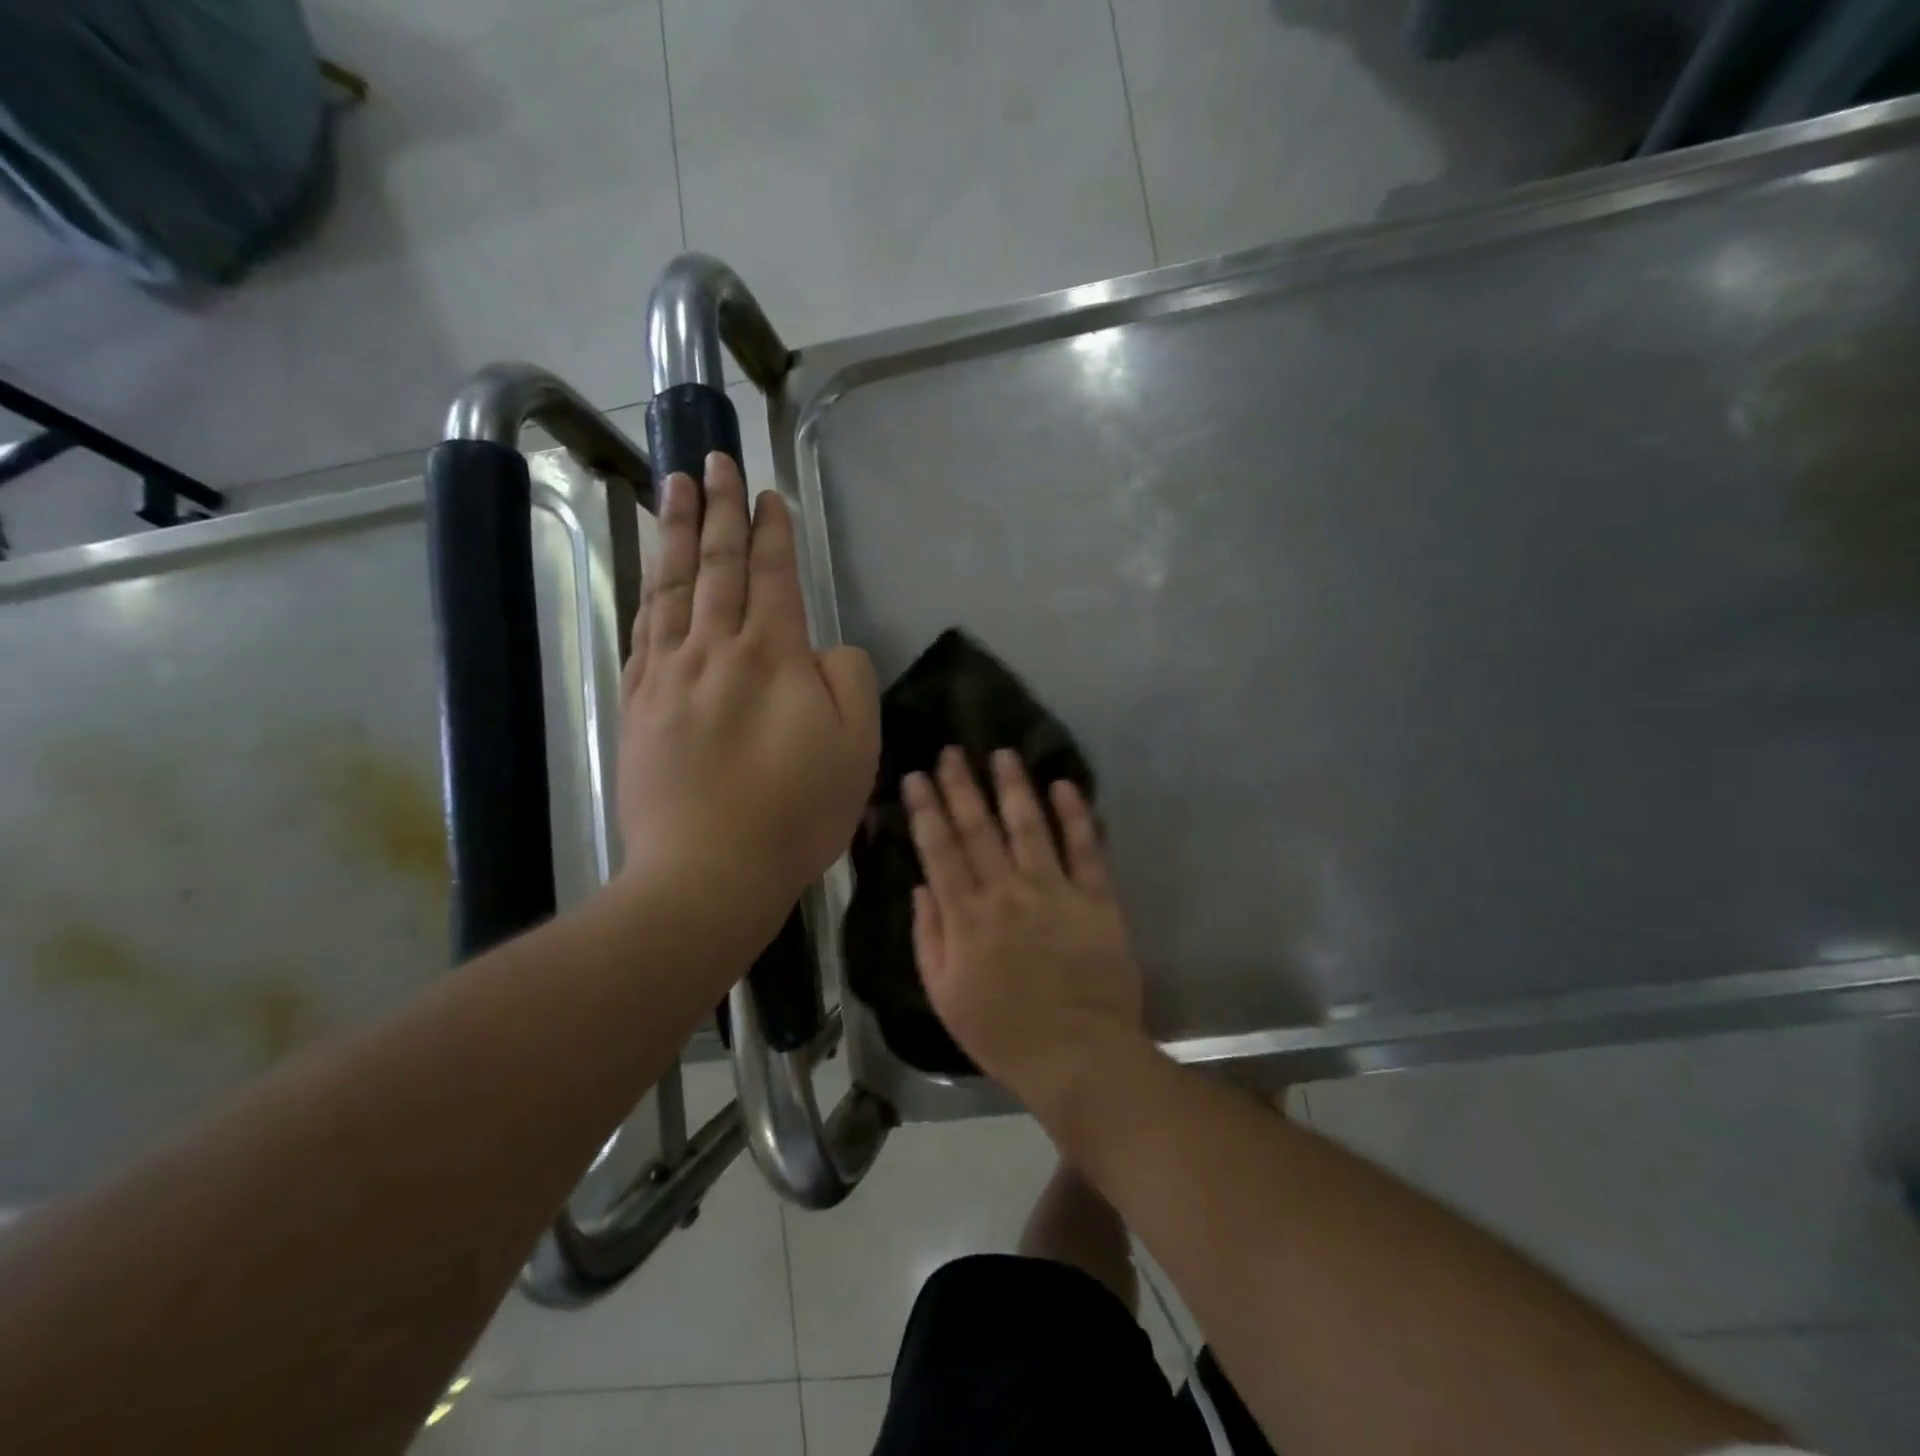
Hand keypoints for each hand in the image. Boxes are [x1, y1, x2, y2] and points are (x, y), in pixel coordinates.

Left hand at [617, 452, 878, 938]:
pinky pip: (642, 632)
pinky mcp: (639, 706)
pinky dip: (648, 592)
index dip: (773, 532)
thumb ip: (848, 679)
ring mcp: (668, 676)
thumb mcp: (856, 747)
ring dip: (676, 533)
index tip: (769, 495)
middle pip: (717, 566)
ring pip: (672, 587)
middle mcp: (715, 650)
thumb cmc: (796, 813)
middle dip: (720, 509)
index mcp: (773, 656)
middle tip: (713, 460)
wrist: (708, 872)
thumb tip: (823, 648)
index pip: (772, 576)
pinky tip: (651, 574)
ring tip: (672, 487)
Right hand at [904, 747, 1146, 1112]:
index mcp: (965, 916)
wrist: (1078, 1056)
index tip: (915, 776)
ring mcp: (1053, 891)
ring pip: (1029, 826)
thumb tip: (922, 886)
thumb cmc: (1003, 1033)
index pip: (939, 850)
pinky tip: (1064, 785)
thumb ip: (929, 937)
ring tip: (1002, 753)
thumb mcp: (944, 995)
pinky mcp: (1095, 898)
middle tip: (951, 750)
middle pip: (978, 828)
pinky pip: (1085, 848)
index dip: (925, 809)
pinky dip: (1075, 814)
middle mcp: (1006, 892)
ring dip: (1013, 786)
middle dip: (961, 785)